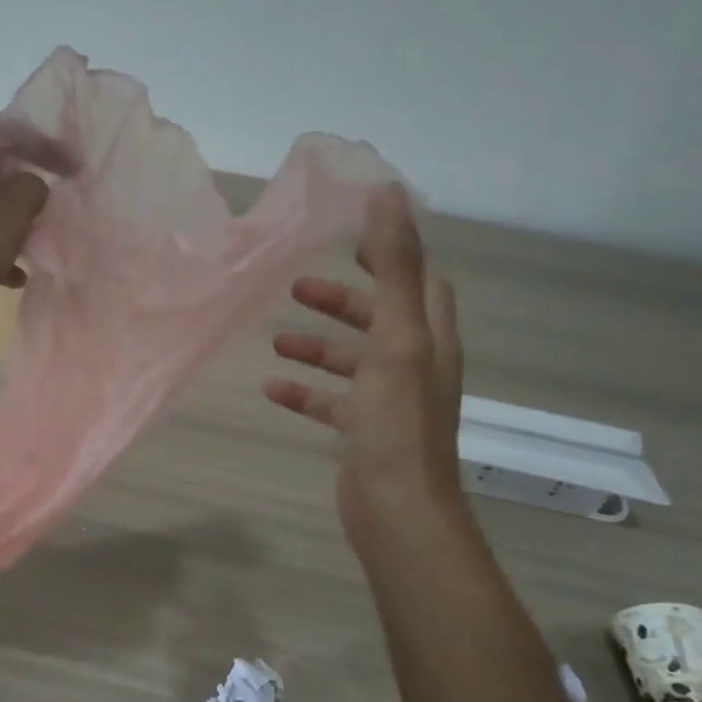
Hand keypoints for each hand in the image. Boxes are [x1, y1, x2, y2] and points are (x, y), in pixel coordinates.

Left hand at [0, 115, 48, 362]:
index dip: (38, 143)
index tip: (67, 169)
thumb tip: (27, 184)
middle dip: (19, 186)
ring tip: (30, 249)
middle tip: (47, 209)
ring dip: (2, 221)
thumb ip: (29, 188)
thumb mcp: (7, 218)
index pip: (0, 126)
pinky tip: (6, 277)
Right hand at [264, 185, 465, 550]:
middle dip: (342, 300)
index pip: (420, 280)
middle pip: (380, 318)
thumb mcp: (396, 336)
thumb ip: (394, 266)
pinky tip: (271, 388)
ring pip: (352, 360)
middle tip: (298, 285)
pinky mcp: (365, 431)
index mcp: (429, 337)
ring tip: (276, 338)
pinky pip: (332, 401)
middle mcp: (415, 364)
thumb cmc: (397, 420)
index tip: (351, 236)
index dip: (393, 253)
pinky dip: (305, 391)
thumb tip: (389, 193)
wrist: (397, 508)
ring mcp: (390, 401)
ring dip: (317, 345)